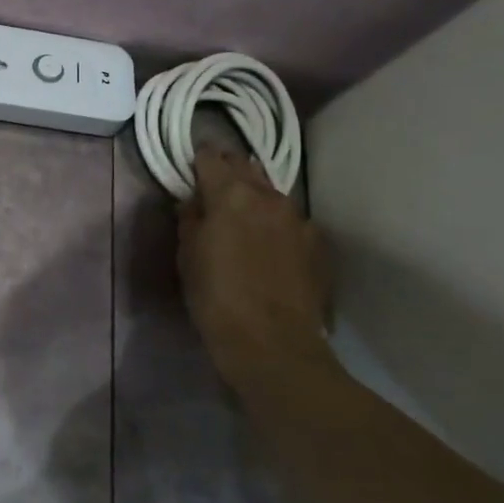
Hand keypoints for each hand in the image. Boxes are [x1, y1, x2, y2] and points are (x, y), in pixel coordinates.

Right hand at [178, 144, 331, 391]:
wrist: (274, 345)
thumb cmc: (216, 298)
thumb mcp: (187, 255)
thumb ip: (190, 219)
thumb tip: (194, 202)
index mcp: (231, 194)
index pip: (211, 157)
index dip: (198, 159)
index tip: (190, 167)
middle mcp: (268, 196)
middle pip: (245, 167)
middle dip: (228, 171)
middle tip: (212, 186)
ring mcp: (298, 219)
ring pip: (270, 192)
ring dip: (253, 196)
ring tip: (240, 215)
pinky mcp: (316, 244)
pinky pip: (289, 221)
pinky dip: (274, 223)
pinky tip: (267, 244)